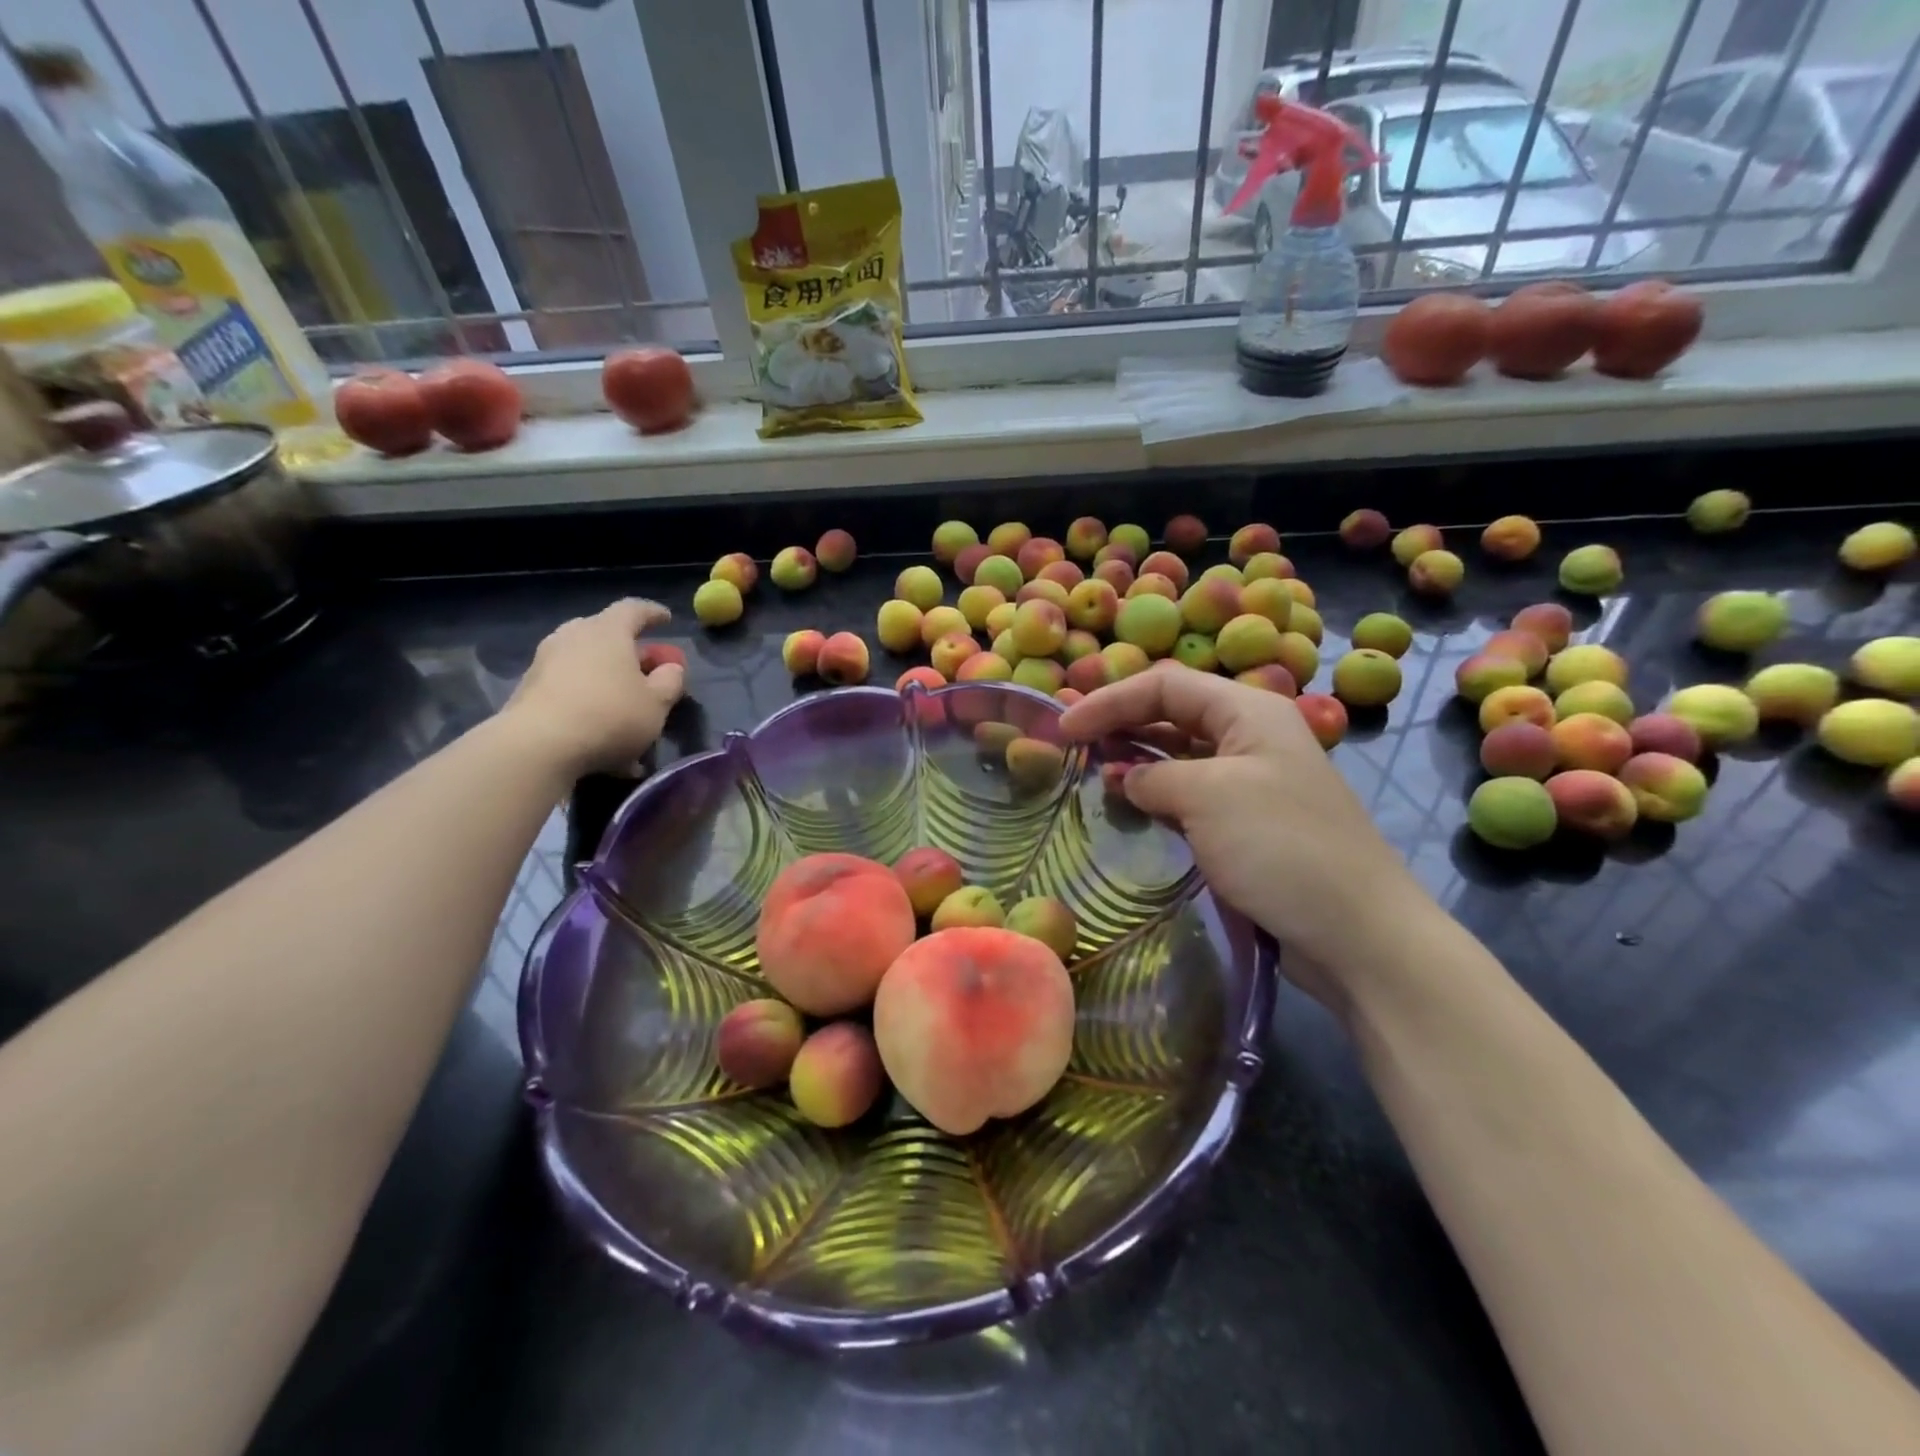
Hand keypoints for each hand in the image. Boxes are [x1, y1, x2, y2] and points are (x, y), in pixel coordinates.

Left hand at [500, 599, 685, 776]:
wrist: (538, 746)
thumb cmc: (610, 716)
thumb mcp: (656, 704)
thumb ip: (670, 681)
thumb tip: (671, 668)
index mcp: (608, 632)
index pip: (633, 609)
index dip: (652, 613)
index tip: (666, 619)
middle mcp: (573, 637)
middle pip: (603, 631)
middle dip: (625, 645)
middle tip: (642, 664)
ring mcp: (545, 661)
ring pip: (583, 659)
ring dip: (603, 673)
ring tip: (620, 699)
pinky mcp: (528, 688)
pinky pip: (566, 684)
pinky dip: (584, 695)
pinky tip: (596, 723)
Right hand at [1059, 666, 1434, 1012]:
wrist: (1358, 933)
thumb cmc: (1282, 847)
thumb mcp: (1207, 797)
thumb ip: (1153, 778)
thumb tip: (1124, 778)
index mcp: (1248, 711)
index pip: (1166, 685)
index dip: (1110, 700)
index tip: (1065, 727)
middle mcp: (1249, 737)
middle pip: (1173, 714)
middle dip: (1121, 723)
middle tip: (1071, 745)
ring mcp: (1250, 781)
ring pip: (1179, 756)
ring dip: (1136, 759)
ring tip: (1091, 774)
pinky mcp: (1248, 823)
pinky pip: (1191, 794)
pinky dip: (1156, 794)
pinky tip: (1130, 806)